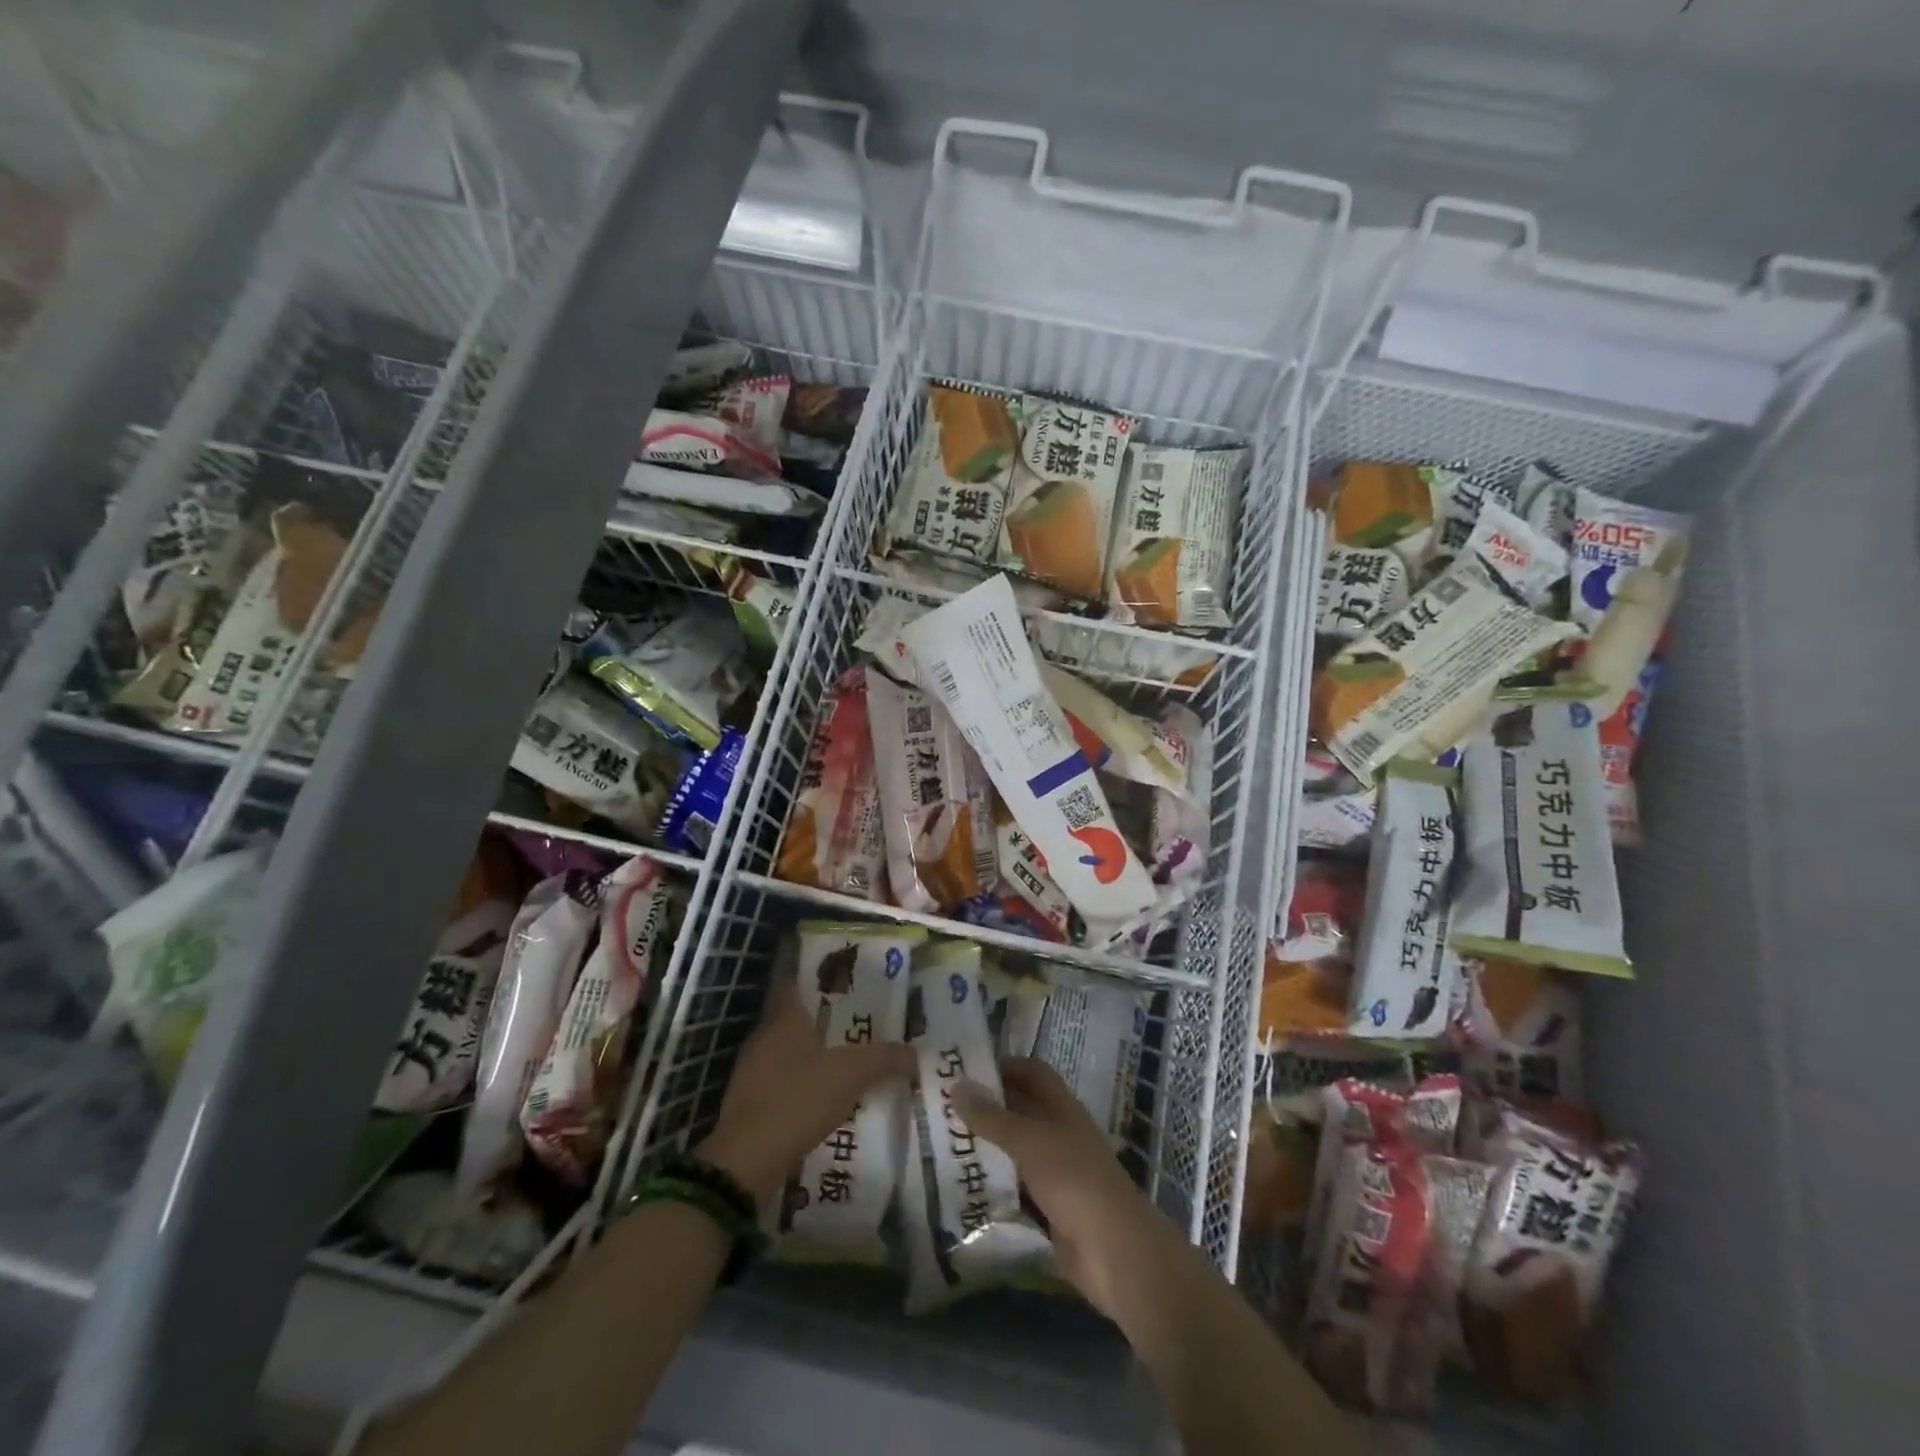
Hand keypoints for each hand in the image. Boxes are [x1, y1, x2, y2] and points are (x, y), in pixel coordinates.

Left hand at [697, 979, 914, 1203]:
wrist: (746, 1161)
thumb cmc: (798, 1099)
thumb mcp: (850, 1075)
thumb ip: (884, 1058)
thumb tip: (915, 1054)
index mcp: (784, 1018)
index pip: (796, 981)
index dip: (818, 977)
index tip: (844, 980)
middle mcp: (764, 1036)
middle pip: (795, 1016)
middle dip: (823, 1017)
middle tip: (857, 1019)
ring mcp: (752, 1070)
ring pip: (787, 1050)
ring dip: (812, 1053)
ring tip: (845, 1058)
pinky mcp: (748, 1102)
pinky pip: (780, 1080)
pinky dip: (800, 1083)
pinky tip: (822, 1096)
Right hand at [956, 1058, 1177, 1320]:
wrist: (1114, 1251)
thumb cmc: (1074, 1179)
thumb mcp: (1029, 1141)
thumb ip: (991, 1117)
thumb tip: (956, 1084)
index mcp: (1061, 1107)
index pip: (1031, 1072)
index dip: (1004, 1065)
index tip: (966, 1068)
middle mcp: (1058, 1133)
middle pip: (1019, 1111)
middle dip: (985, 1108)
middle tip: (943, 1107)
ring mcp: (1054, 1172)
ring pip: (1013, 1151)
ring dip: (985, 1149)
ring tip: (942, 1144)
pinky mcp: (1048, 1208)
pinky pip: (1014, 1189)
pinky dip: (991, 1186)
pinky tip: (960, 1188)